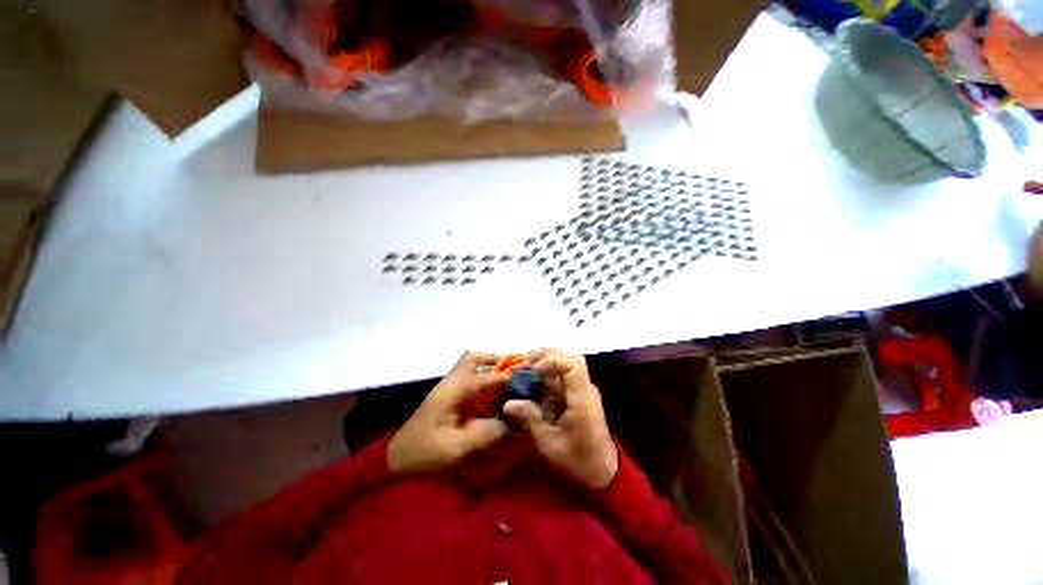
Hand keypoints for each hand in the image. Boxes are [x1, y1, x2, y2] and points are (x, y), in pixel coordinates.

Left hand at [388, 352, 509, 474]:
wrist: (398, 458)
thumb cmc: (425, 451)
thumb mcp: (456, 448)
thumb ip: (486, 435)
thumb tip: (513, 424)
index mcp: (454, 390)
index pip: (485, 376)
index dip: (506, 377)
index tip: (524, 379)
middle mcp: (453, 384)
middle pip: (474, 359)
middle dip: (494, 360)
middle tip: (514, 369)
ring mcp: (451, 390)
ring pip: (473, 368)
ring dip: (491, 370)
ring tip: (511, 380)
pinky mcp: (451, 399)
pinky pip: (471, 383)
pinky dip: (485, 383)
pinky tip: (497, 397)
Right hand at [503, 349, 617, 489]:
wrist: (602, 471)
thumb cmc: (577, 460)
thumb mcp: (549, 443)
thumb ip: (530, 419)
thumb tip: (508, 404)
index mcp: (581, 398)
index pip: (574, 364)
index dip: (552, 359)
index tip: (533, 368)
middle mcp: (583, 388)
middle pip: (568, 358)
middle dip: (544, 357)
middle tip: (523, 366)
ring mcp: (581, 390)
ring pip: (563, 365)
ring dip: (543, 366)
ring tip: (523, 375)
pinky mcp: (576, 395)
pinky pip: (560, 378)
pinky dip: (545, 377)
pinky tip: (531, 386)